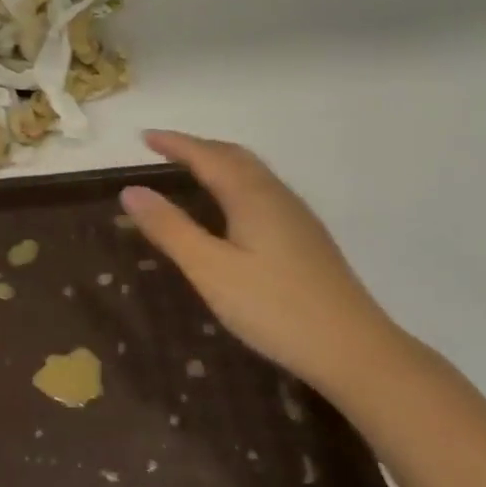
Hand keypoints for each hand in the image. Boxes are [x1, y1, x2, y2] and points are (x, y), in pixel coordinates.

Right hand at [120, 130, 396, 387]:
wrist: (354, 350)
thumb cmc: (274, 307)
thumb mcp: (209, 270)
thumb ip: (170, 228)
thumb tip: (131, 190)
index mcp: (252, 197)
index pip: (207, 156)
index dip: (175, 144)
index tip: (144, 136)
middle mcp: (277, 196)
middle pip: (235, 157)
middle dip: (198, 148)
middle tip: (163, 150)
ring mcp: (297, 217)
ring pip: (253, 174)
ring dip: (219, 163)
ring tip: (191, 171)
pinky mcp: (307, 239)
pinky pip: (263, 192)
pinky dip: (235, 183)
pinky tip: (231, 210)